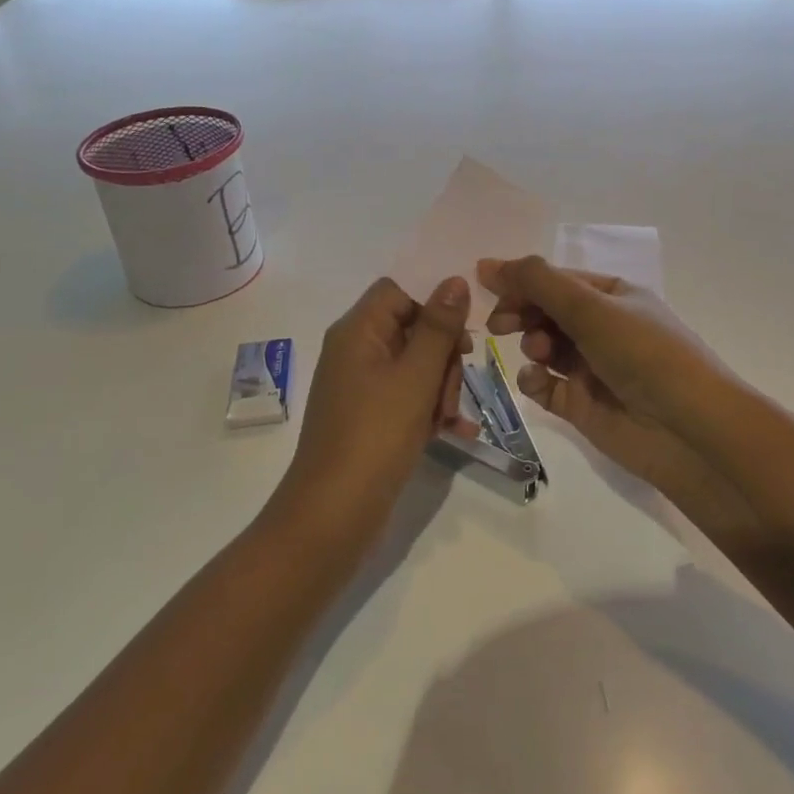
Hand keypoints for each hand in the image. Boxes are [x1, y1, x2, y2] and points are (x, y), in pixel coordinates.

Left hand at [269, 277, 474, 548]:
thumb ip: (439, 327)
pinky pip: (407, 396)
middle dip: (442, 357)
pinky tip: (453, 432)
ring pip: (415, 365)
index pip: (398, 291)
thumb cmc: (376, 435)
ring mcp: (360, 386)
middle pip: (411, 328)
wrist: (333, 514)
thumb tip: (454, 280)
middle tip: (451, 391)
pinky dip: (428, 409)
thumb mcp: (416, 376)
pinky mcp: (368, 416)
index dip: (432, 307)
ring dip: (440, 387)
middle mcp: (354, 351)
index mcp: (357, 331)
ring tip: (447, 421)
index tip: (460, 337)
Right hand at [478, 257, 755, 536]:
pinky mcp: (583, 406)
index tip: (482, 282)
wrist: (689, 430)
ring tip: (538, 353)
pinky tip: (536, 382)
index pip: (556, 280)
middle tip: (500, 324)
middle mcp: (603, 328)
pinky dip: (535, 381)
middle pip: (547, 312)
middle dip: (522, 312)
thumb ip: (538, 283)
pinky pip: (546, 386)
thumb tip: (488, 263)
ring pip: (544, 348)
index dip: (521, 279)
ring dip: (532, 344)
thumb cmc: (644, 354)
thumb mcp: (592, 308)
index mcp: (613, 295)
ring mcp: (593, 368)